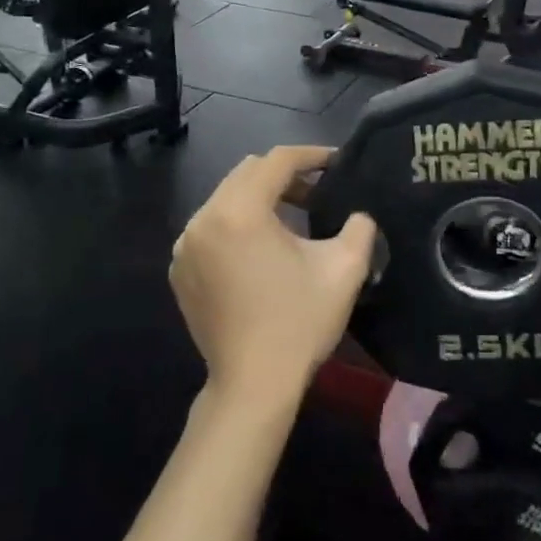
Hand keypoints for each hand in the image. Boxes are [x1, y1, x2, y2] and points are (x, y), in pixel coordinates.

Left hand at [170, 146, 376, 410]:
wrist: (253, 385)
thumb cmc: (300, 322)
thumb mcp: (345, 268)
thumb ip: (359, 226)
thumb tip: (358, 213)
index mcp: (240, 211)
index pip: (277, 161)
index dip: (311, 155)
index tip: (337, 162)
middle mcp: (204, 219)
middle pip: (247, 174)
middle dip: (285, 176)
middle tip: (318, 191)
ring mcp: (186, 246)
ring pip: (227, 199)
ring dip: (261, 199)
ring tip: (294, 219)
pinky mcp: (180, 270)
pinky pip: (212, 227)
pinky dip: (238, 225)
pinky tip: (262, 250)